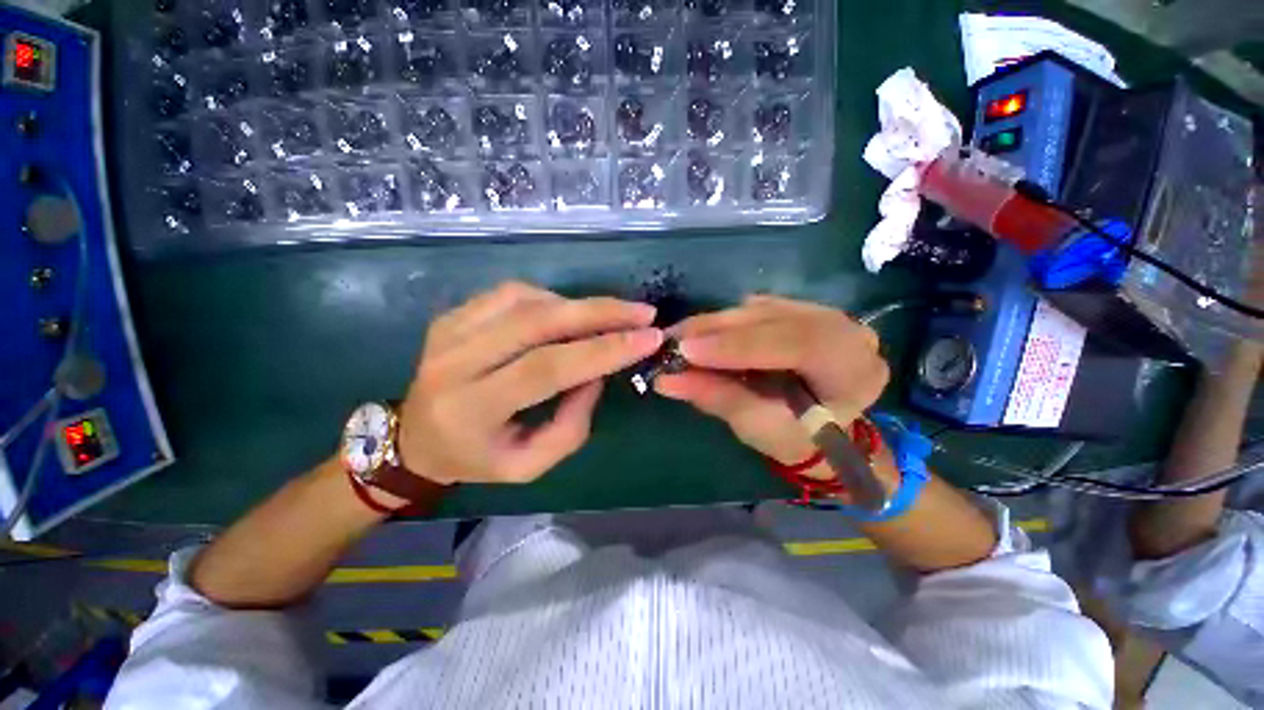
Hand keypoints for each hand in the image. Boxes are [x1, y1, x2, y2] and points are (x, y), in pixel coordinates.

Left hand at [397, 282, 662, 484]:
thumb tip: (596, 372)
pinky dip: (551, 299)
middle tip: (643, 313)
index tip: (649, 338)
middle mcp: (454, 361)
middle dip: (600, 313)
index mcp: (472, 408)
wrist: (414, 438)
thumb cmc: (477, 458)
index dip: (602, 350)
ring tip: (609, 319)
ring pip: (527, 300)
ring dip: (578, 306)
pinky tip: (568, 314)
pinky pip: (512, 293)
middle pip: (537, 322)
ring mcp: (449, 330)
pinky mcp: (452, 314)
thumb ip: (571, 424)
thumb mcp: (529, 465)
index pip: (547, 368)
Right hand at [655, 295, 887, 476]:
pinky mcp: (797, 308)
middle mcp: (845, 329)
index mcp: (853, 368)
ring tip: (677, 337)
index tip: (687, 351)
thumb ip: (717, 398)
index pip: (797, 343)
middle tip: (671, 340)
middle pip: (774, 319)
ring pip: (760, 309)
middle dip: (717, 330)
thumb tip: (666, 380)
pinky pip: (754, 309)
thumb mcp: (758, 427)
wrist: (822, 428)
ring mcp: (821, 313)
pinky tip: (700, 333)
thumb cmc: (797, 438)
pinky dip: (723, 321)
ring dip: (714, 323)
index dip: (738, 345)